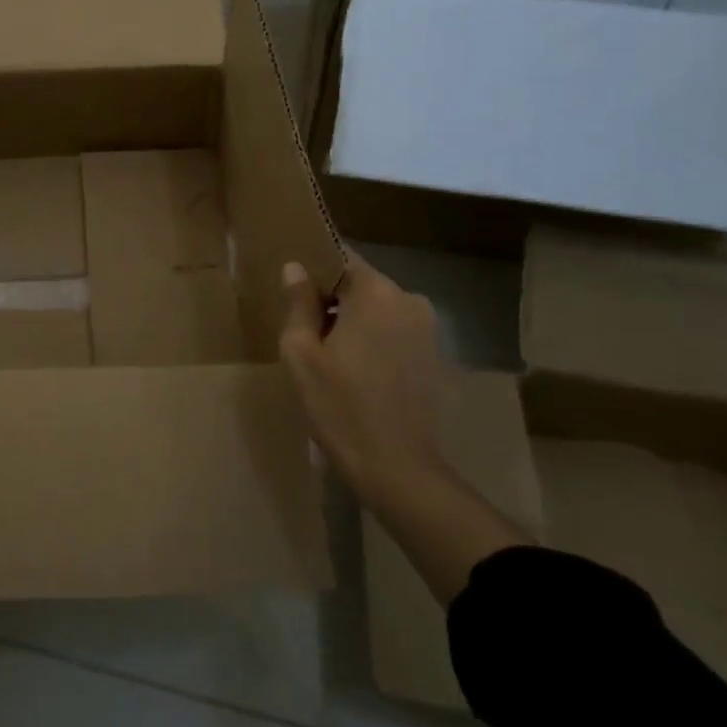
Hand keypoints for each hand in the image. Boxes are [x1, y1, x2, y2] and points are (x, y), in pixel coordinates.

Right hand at [278, 253, 447, 511]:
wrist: (398, 469)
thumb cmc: (340, 406)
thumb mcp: (302, 354)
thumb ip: (298, 303)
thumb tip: (296, 268)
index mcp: (376, 292)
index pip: (340, 256)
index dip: (313, 269)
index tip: (293, 292)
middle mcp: (408, 300)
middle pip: (359, 284)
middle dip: (331, 299)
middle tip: (304, 330)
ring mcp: (426, 329)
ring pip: (376, 309)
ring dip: (352, 322)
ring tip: (327, 355)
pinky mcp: (434, 356)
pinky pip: (393, 332)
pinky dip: (373, 341)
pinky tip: (355, 372)